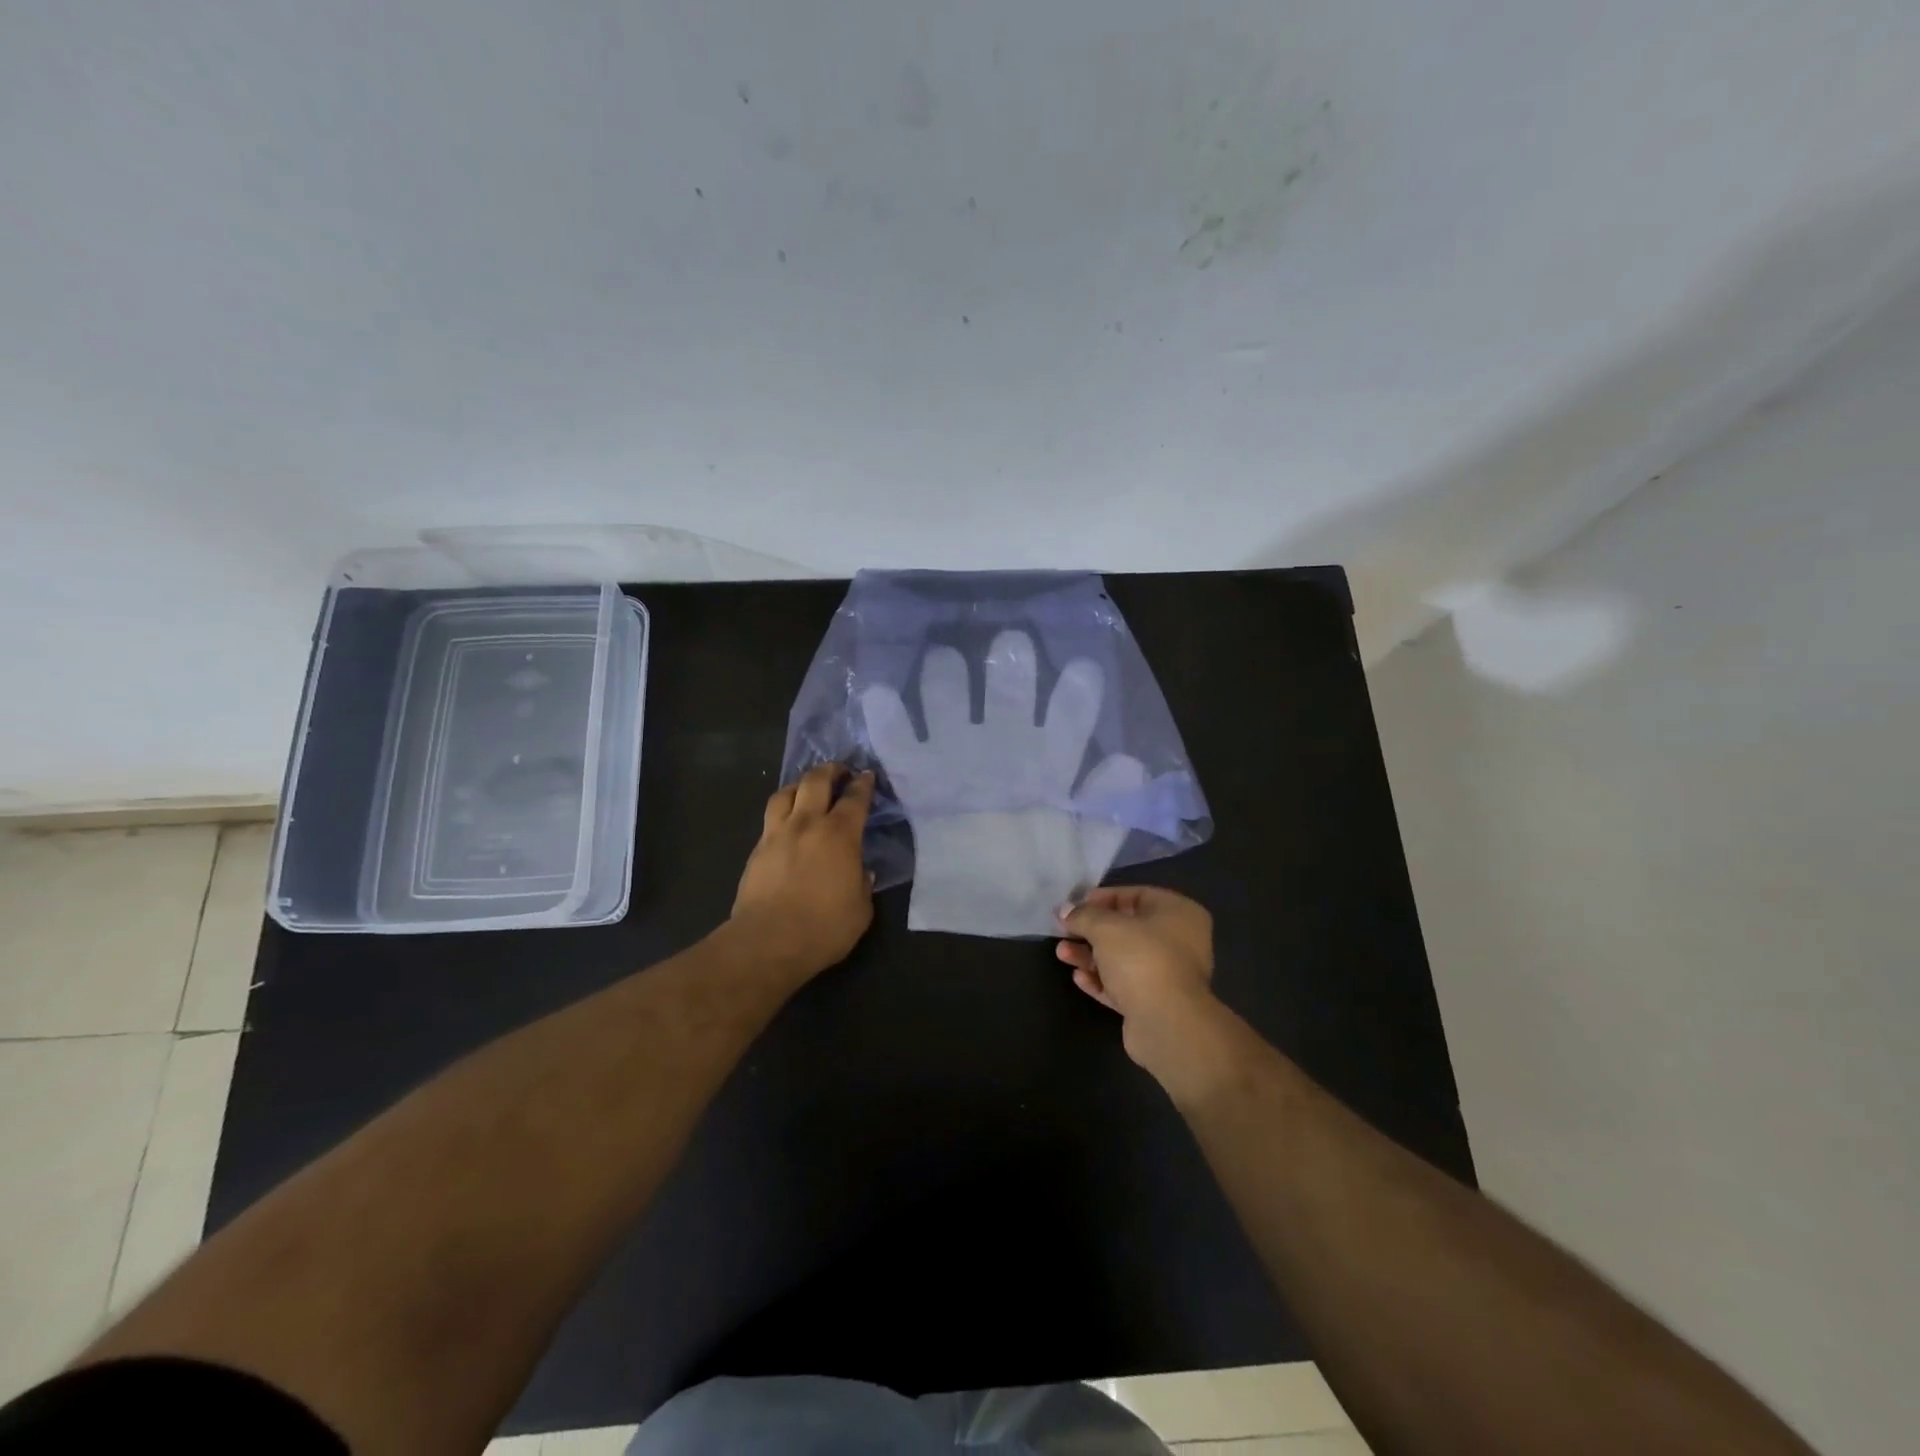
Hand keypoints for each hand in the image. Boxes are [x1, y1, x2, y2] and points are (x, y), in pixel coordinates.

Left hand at [730, 763, 876, 977]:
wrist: (767, 942)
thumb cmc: (823, 927)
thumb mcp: (861, 909)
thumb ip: (863, 884)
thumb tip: (860, 872)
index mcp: (840, 834)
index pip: (855, 798)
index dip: (863, 784)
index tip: (867, 776)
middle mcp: (807, 824)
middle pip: (815, 781)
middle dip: (830, 770)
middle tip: (840, 770)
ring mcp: (777, 834)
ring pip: (786, 792)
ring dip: (800, 784)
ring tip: (807, 789)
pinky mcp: (757, 850)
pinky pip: (771, 818)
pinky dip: (783, 811)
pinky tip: (787, 822)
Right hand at [1058, 886, 1215, 1068]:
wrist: (1167, 1024)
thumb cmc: (1141, 959)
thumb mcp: (1105, 928)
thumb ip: (1083, 915)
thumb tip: (1065, 910)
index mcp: (1178, 913)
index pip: (1136, 895)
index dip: (1102, 898)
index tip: (1075, 906)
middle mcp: (1179, 941)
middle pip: (1127, 929)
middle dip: (1092, 930)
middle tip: (1063, 931)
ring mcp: (1168, 975)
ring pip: (1123, 959)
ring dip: (1091, 956)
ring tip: (1062, 954)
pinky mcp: (1155, 1003)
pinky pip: (1124, 985)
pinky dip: (1102, 980)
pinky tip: (1079, 978)